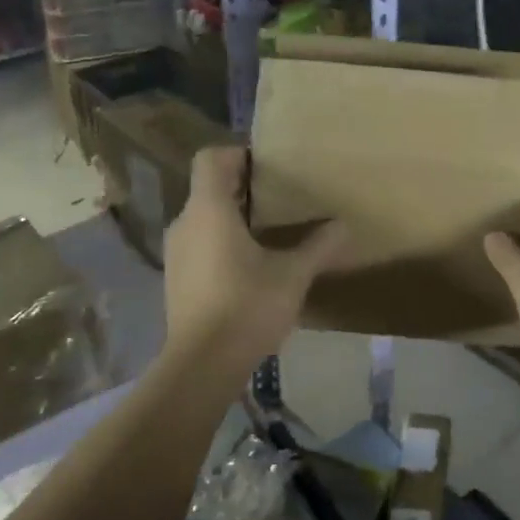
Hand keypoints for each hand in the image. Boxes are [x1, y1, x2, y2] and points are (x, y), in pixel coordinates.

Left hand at [162, 146, 346, 379]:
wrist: (201, 366)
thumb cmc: (247, 306)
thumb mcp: (293, 275)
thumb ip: (318, 246)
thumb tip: (344, 226)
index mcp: (209, 209)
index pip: (210, 159)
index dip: (237, 154)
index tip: (267, 166)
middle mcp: (185, 223)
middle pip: (209, 187)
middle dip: (242, 187)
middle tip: (280, 197)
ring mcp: (176, 253)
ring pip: (203, 217)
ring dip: (232, 217)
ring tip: (269, 231)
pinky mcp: (176, 278)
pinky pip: (199, 243)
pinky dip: (221, 242)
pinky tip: (250, 266)